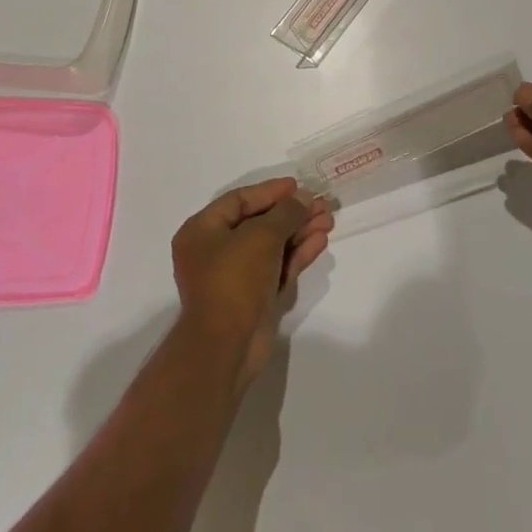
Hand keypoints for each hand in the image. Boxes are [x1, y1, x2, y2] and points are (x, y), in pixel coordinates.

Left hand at [172, 177, 332, 385]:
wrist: (227, 346)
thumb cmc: (235, 279)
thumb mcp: (261, 236)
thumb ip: (285, 213)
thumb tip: (303, 198)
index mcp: (202, 231)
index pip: (239, 200)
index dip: (270, 191)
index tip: (298, 186)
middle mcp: (215, 250)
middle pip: (259, 222)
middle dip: (291, 213)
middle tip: (321, 205)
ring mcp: (235, 276)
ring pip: (271, 246)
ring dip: (299, 232)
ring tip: (328, 220)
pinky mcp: (253, 297)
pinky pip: (276, 267)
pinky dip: (296, 254)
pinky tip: (320, 241)